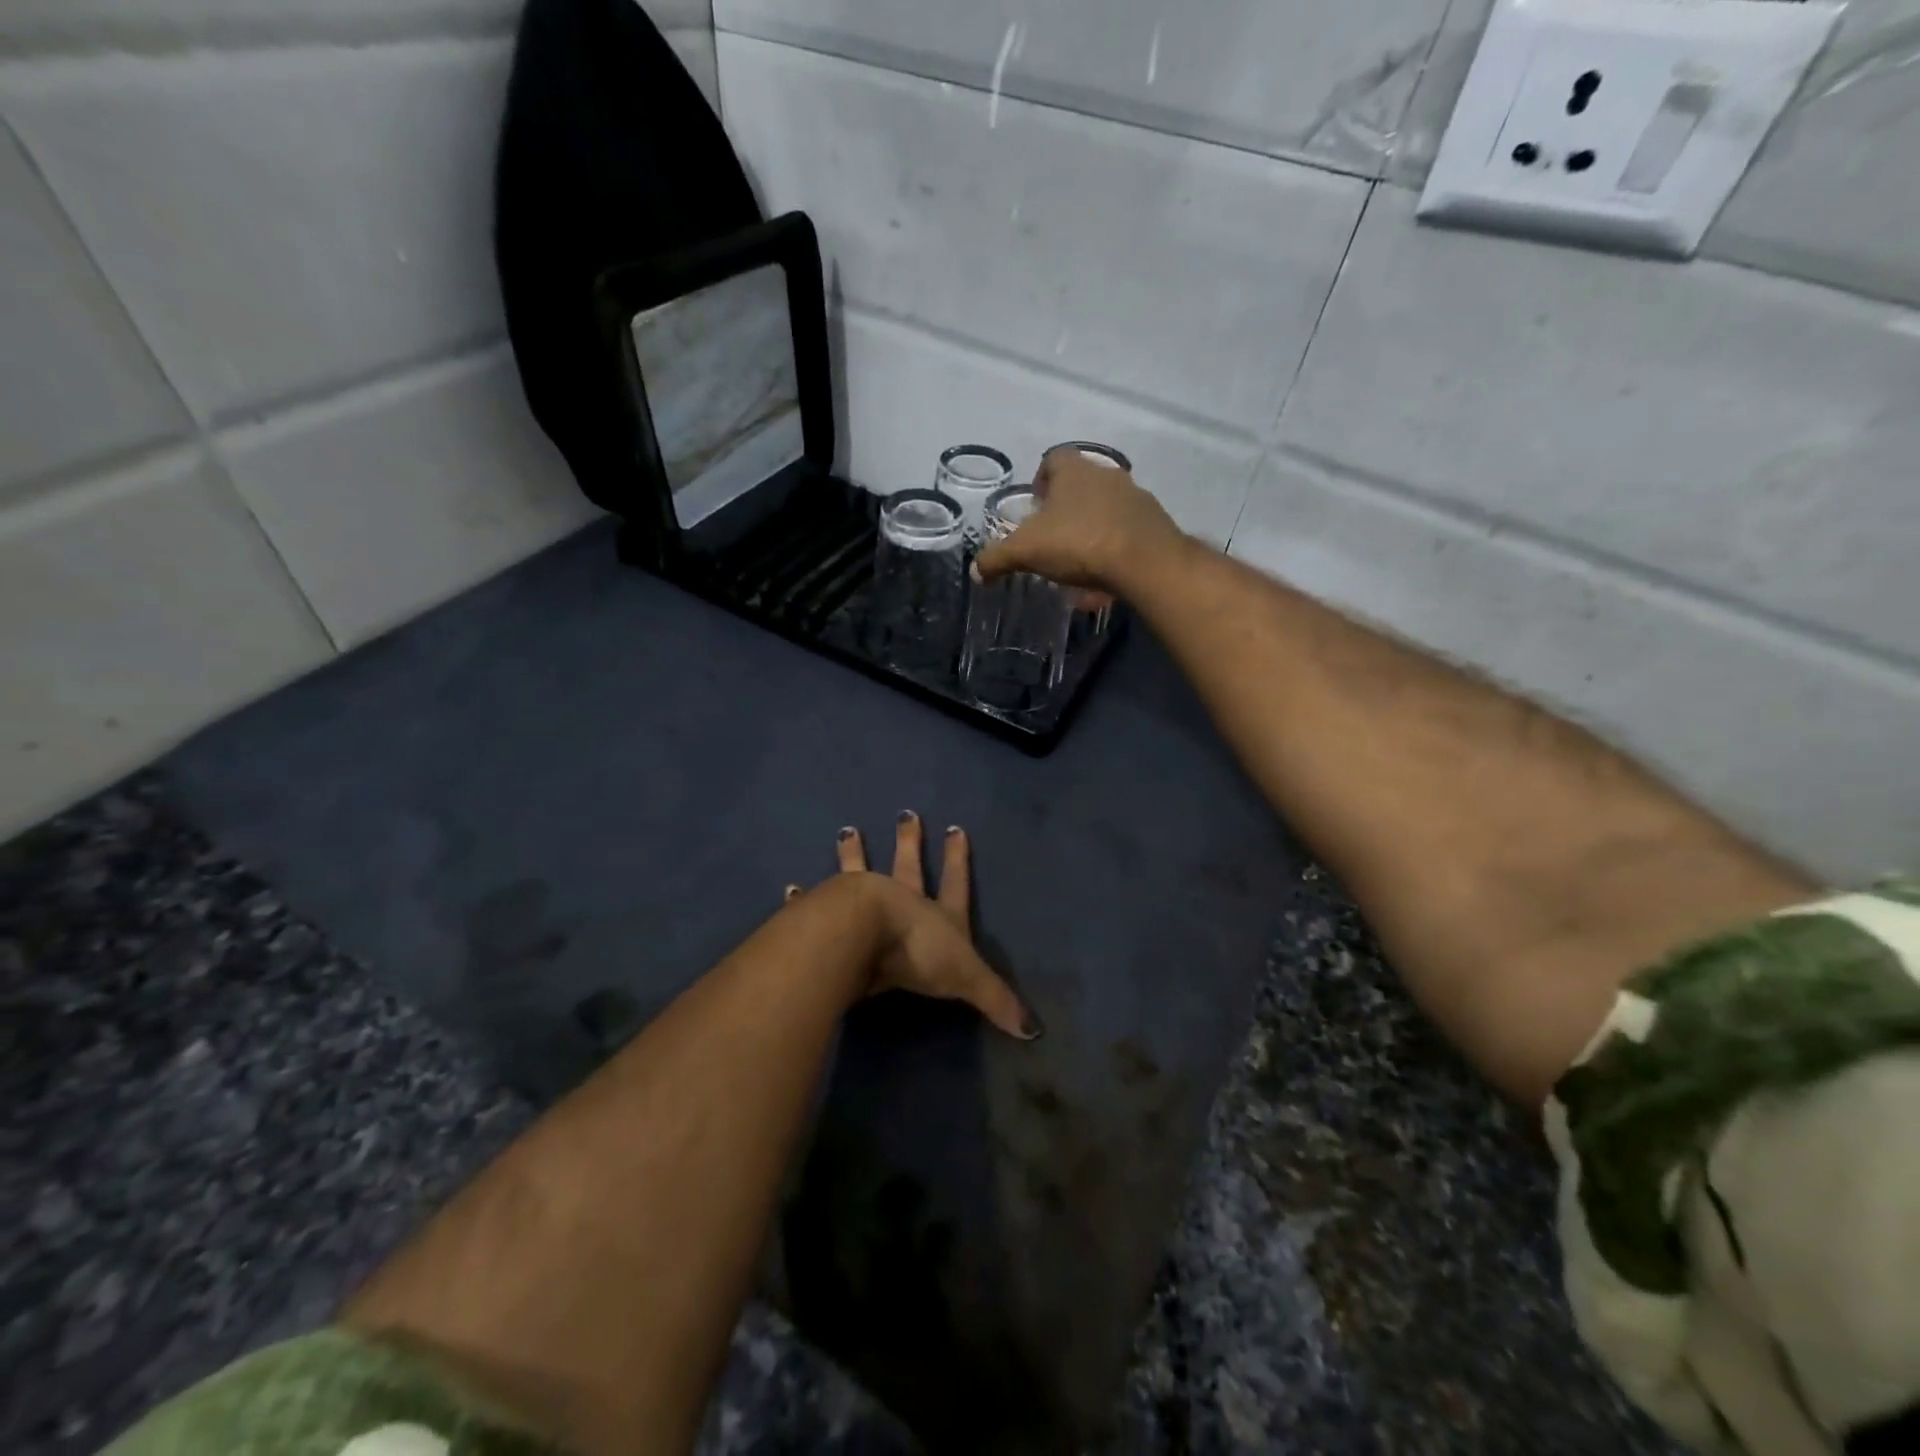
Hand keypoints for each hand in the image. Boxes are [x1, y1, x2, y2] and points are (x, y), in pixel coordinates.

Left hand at [785, 813, 1040, 1039]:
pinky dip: (801, 898)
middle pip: (906, 867)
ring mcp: (861, 903)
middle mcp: (899, 901)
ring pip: (858, 871)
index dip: (958, 861)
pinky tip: (789, 888)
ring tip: (845, 830)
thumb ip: (996, 1001)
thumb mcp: (965, 978)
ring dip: (853, 852)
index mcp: (934, 914)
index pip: (954, 885)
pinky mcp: (829, 915)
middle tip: (906, 814)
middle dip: (909, 842)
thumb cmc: (918, 953)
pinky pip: (812, 904)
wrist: (865, 936)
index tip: (957, 829)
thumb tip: (1035, 1032)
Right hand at [973, 446, 1186, 593]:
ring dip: (1090, 535)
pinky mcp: (1155, 525)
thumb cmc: (1078, 543)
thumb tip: (976, 570)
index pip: (1053, 460)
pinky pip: (1126, 537)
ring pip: (1104, 513)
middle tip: (1051, 540)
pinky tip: (1103, 584)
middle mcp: (1107, 475)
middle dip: (1065, 512)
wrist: (1145, 562)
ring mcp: (1136, 498)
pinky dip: (1112, 555)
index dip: (1040, 480)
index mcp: (1074, 471)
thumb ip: (997, 558)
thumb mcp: (1026, 551)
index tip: (1033, 507)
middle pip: (1081, 487)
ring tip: (1077, 569)